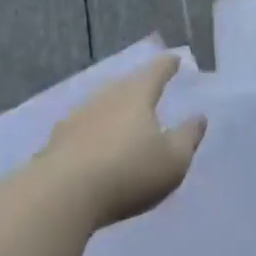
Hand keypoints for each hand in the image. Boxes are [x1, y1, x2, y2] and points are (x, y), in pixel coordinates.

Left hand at [39, 55, 206, 226]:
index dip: (167, 65)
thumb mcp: (173, 160)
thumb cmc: (128, 172)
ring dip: (114, 109)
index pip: (155, 72)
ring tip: (125, 117)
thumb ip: (188, 137)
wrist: (60, 196)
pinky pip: (83, 129)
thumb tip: (199, 117)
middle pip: (125, 85)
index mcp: (136, 96)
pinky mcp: (56, 143)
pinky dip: (94, 132)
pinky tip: (96, 144)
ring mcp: (76, 119)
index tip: (175, 59)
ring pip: (101, 105)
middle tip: (151, 87)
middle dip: (139, 85)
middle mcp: (104, 99)